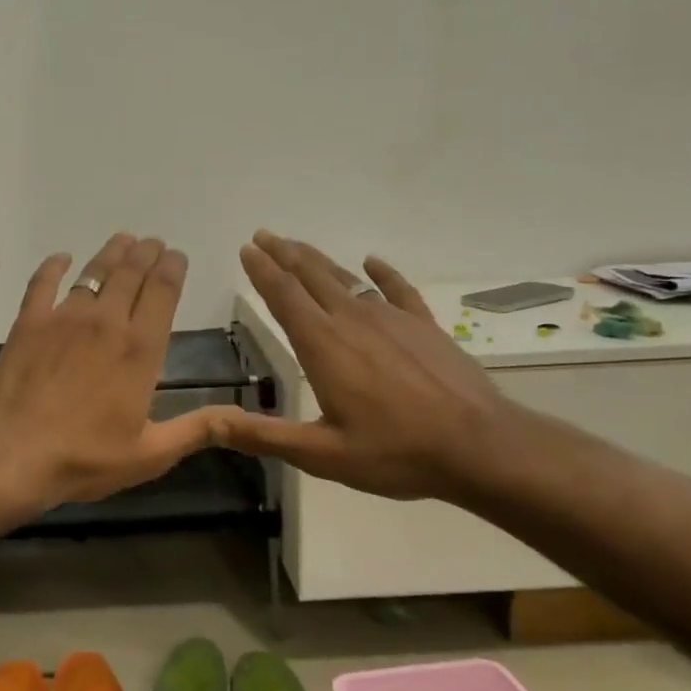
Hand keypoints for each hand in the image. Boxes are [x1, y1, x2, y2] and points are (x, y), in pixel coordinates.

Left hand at [0, 233, 219, 516]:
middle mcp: (106, 321)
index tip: (177, 255)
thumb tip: (240, 418)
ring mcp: (64, 318)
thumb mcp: (151, 453)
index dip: (172, 268)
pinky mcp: (29, 323)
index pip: (163, 292)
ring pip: (93, 272)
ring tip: (123, 240)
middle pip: (131, 274)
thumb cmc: (85, 457)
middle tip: (153, 242)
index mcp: (140, 349)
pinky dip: (54, 266)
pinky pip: (43, 283)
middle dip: (146, 253)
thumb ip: (196, 429)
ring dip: (112, 253)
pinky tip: (61, 258)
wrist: (13, 455)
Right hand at [209, 231, 519, 501]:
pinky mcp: (424, 325)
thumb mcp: (322, 454)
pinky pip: (397, 289)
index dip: (262, 270)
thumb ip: (264, 436)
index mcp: (323, 345)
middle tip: (263, 235)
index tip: (246, 248)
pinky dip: (382, 272)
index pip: (284, 295)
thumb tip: (209, 423)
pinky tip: (372, 261)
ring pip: (346, 277)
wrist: (481, 446)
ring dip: (317, 259)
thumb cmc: (396, 452)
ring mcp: (392, 318)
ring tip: (297, 245)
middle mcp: (352, 320)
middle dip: (283, 253)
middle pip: (311, 275)